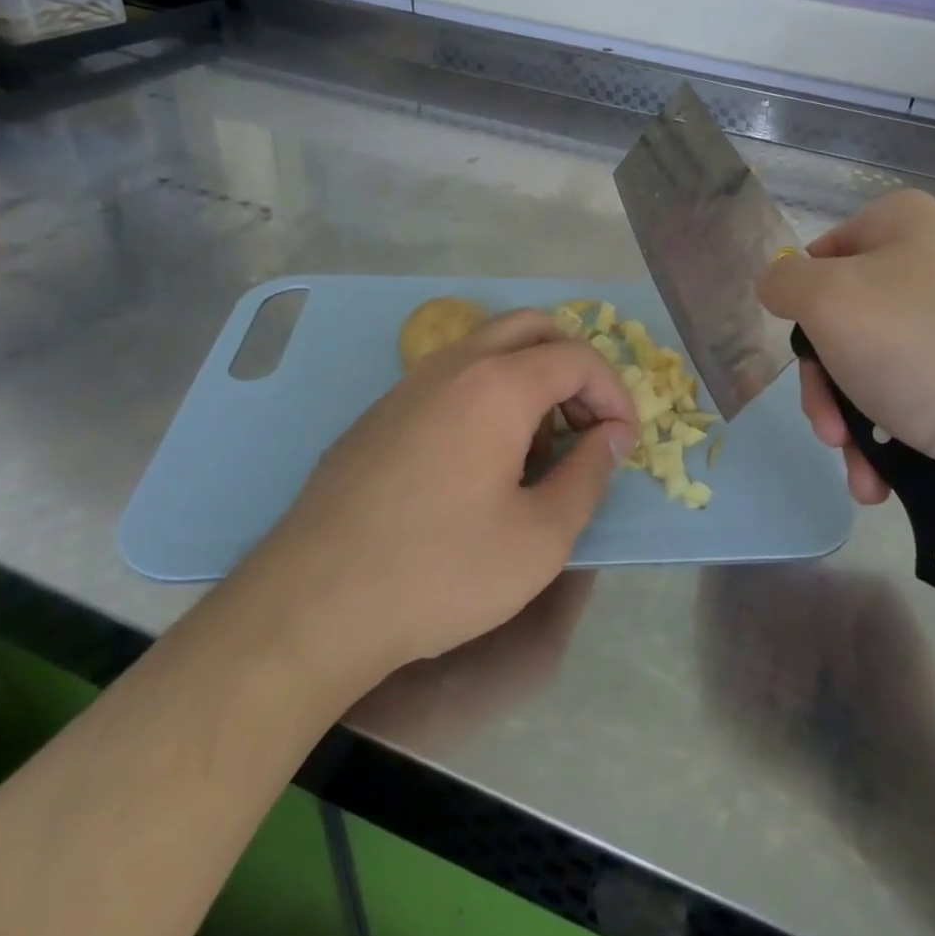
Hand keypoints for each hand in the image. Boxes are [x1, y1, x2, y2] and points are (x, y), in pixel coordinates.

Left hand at [238, 310, 637, 676]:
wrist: (311, 607)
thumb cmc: (440, 572)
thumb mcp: (541, 538)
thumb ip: (589, 475)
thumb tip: (610, 436)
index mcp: (497, 385)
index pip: (578, 357)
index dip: (615, 393)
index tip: (623, 443)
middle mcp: (451, 366)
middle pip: (532, 328)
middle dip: (573, 368)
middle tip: (584, 426)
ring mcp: (407, 386)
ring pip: (487, 349)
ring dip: (529, 380)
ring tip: (536, 452)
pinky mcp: (379, 414)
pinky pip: (450, 379)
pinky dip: (487, 396)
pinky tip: (479, 465)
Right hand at [757, 189, 934, 503]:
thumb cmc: (922, 350)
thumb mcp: (828, 301)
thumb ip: (783, 283)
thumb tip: (777, 285)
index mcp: (901, 224)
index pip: (818, 258)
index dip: (802, 309)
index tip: (807, 356)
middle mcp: (932, 263)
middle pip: (841, 323)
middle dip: (826, 388)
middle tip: (829, 431)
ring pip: (870, 369)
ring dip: (852, 426)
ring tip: (863, 471)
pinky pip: (911, 396)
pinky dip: (889, 438)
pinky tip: (884, 478)